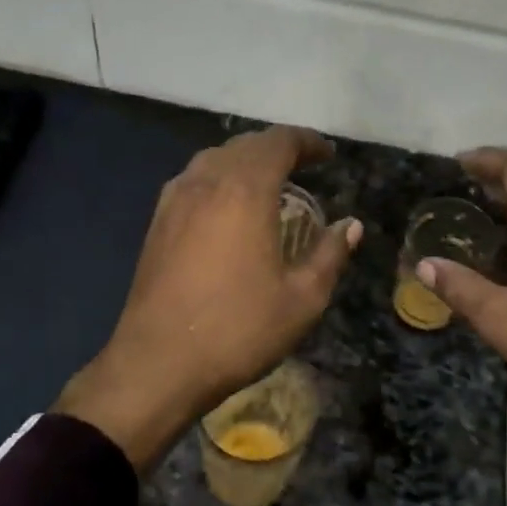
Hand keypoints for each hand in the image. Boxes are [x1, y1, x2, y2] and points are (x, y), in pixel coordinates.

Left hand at [55, 126, 362, 471]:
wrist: (158, 364)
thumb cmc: (238, 330)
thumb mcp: (302, 299)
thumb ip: (330, 255)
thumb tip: (350, 225)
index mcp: (244, 191)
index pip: (278, 142)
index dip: (307, 141)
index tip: (328, 155)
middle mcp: (206, 182)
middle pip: (245, 145)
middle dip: (278, 148)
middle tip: (305, 166)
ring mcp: (174, 201)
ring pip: (214, 159)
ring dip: (245, 160)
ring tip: (269, 183)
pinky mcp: (157, 223)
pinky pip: (193, 181)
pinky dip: (219, 178)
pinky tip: (227, 207)